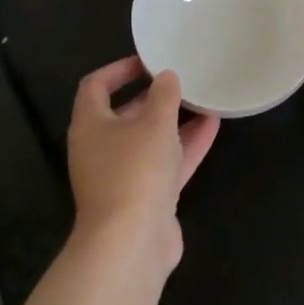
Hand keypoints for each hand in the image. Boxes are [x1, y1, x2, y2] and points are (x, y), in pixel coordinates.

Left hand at [66, 56, 219, 276]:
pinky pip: (165, 163)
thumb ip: (164, 96)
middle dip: (152, 97)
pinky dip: (185, 145)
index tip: (149, 61)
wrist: (130, 243)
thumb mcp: (154, 124)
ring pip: (149, 140)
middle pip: (124, 114)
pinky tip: (213, 127)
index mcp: (90, 126)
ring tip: (203, 99)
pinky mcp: (145, 197)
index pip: (96, 86)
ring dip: (174, 121)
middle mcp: (100, 149)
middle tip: (180, 80)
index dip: (119, 69)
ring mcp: (122, 176)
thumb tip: (166, 77)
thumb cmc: (135, 171)